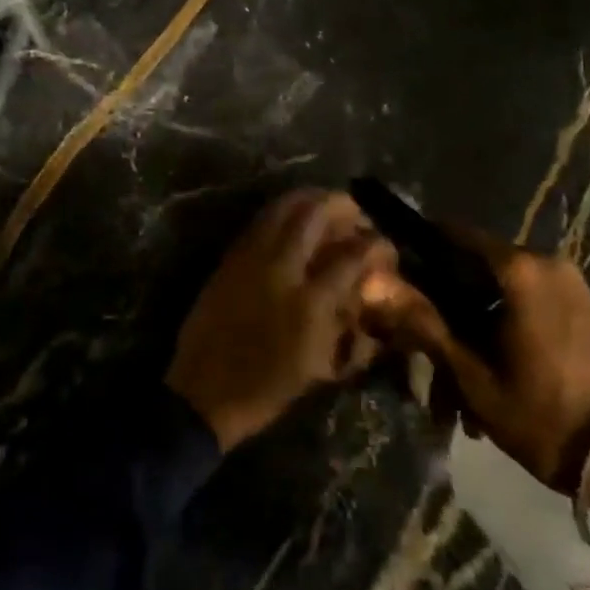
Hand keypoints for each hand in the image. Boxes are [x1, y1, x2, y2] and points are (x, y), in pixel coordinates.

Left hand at [166, 189, 394, 450]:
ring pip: (282, 207)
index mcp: (309, 303)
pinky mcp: (230, 256)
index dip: (375, 244)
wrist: (204, 390)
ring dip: (309, 199)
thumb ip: (347, 326)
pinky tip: (293, 217)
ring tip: (326, 203)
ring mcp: (250, 257)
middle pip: (314, 215)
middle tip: (355, 212)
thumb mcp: (318, 365)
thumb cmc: (267, 389)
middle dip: (340, 205)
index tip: (385, 243)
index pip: (351, 256)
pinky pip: (261, 220)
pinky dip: (282, 210)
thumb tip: (365, 293)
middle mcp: (281, 268)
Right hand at [362, 224, 589, 549]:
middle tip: (422, 364)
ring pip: (493, 297)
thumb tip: (371, 282)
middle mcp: (542, 263)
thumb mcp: (474, 376)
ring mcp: (566, 287)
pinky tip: (487, 389)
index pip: (447, 234)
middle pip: (468, 271)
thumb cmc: (549, 415)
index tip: (391, 289)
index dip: (413, 257)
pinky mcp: (580, 311)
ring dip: (468, 337)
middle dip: (441, 315)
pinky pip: (521, 309)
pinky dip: (497, 338)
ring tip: (454, 399)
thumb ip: (422, 323)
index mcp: (516, 267)